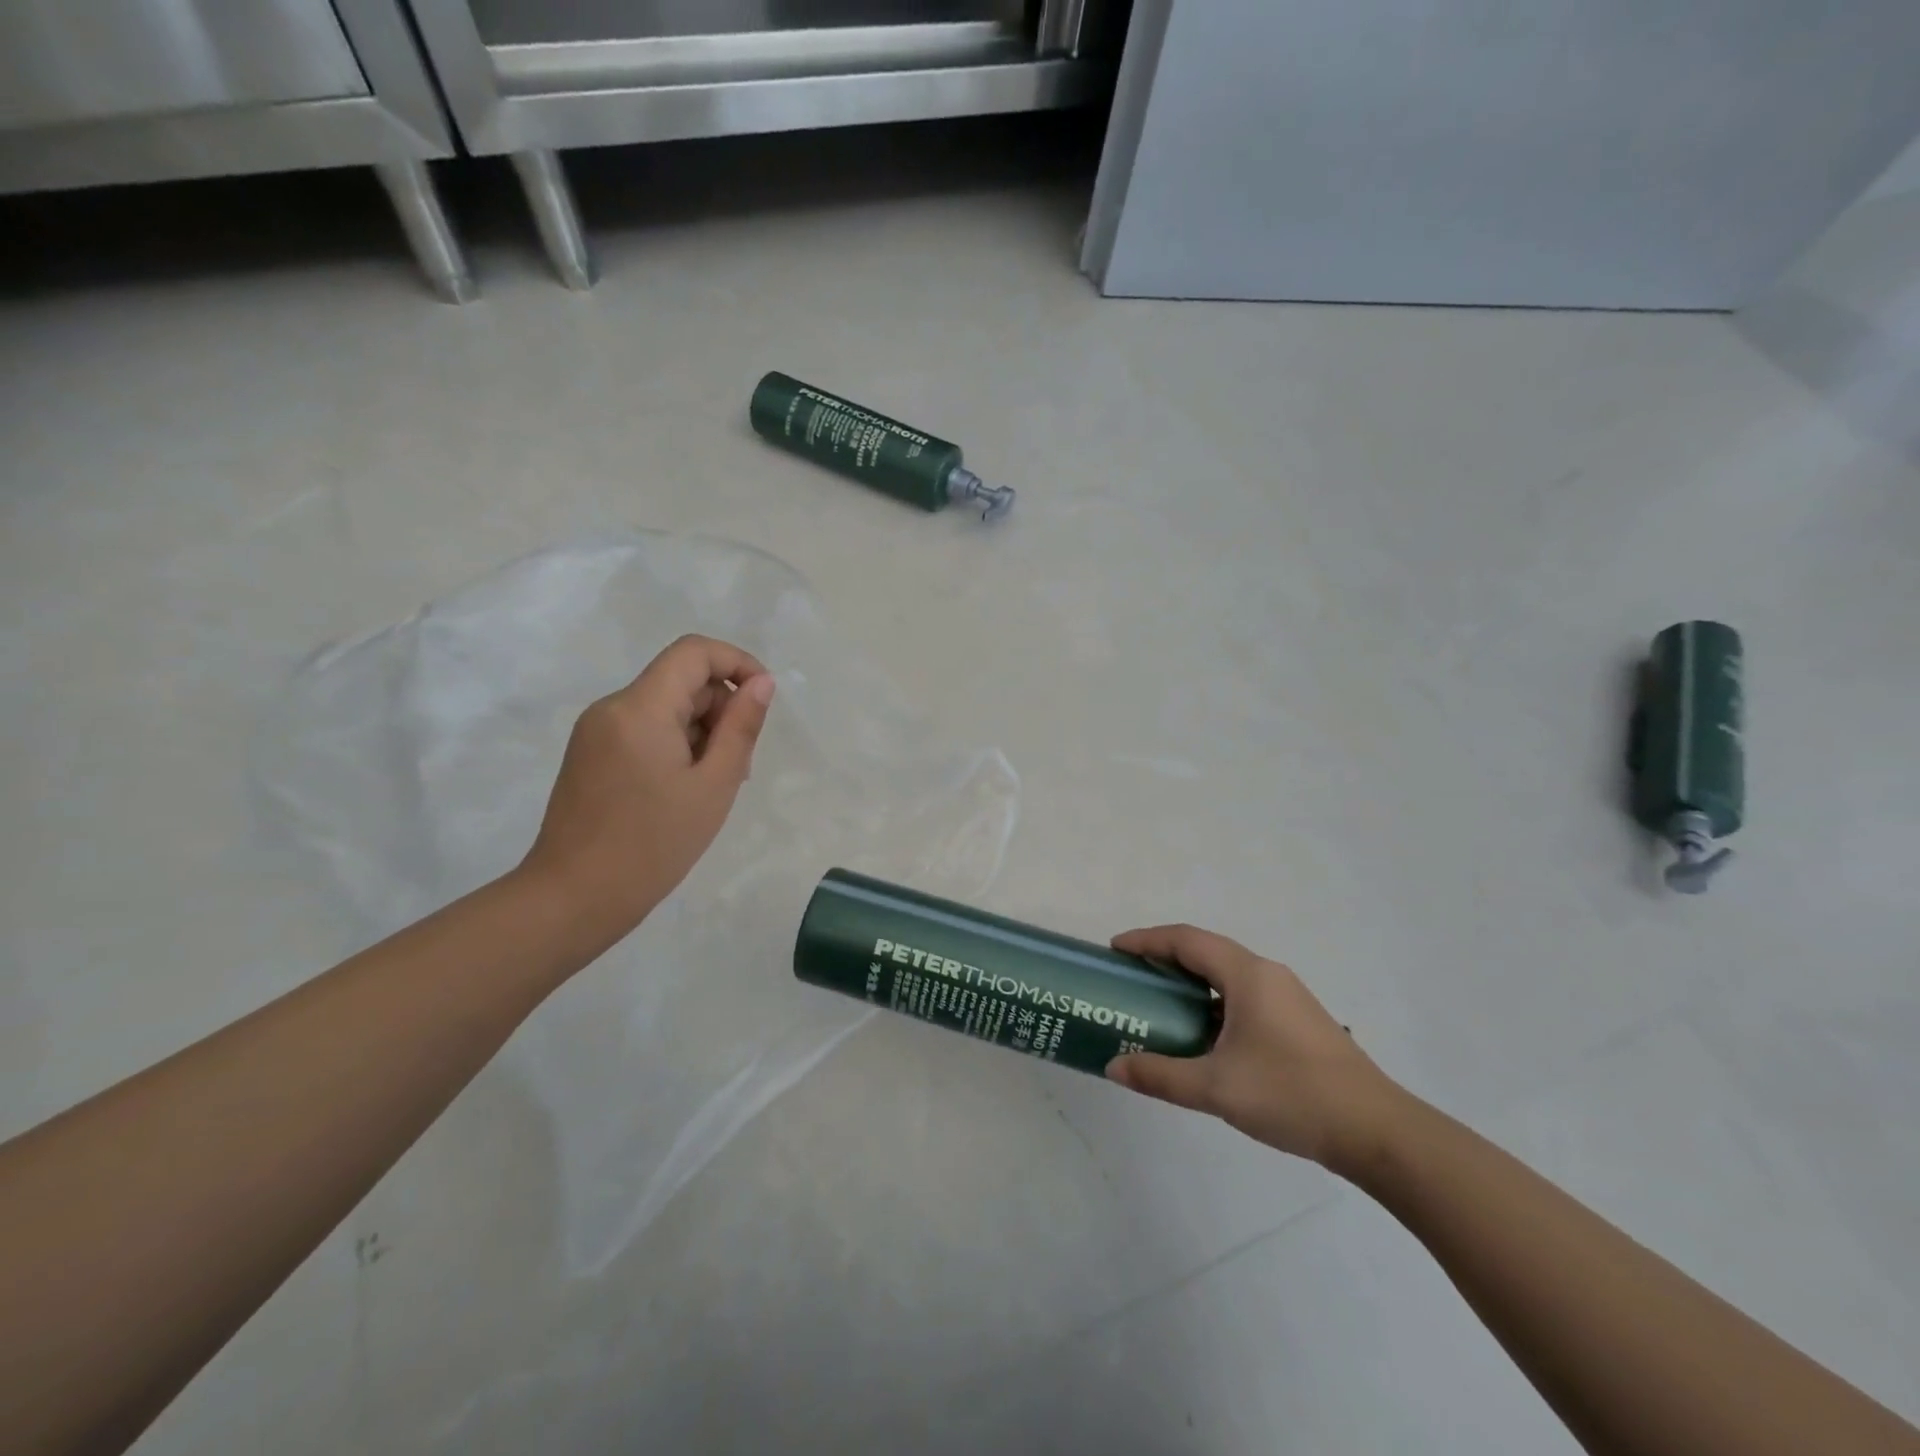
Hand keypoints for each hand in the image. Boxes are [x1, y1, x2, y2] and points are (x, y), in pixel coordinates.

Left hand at [518, 635, 775, 945]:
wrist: (574, 898)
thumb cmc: (653, 844)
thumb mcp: (714, 785)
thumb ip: (741, 727)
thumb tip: (762, 683)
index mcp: (640, 708)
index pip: (694, 652)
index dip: (737, 662)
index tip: (762, 701)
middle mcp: (612, 707)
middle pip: (681, 681)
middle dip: (721, 709)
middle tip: (740, 765)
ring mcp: (596, 731)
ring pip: (665, 707)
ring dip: (701, 731)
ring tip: (714, 786)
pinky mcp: (590, 754)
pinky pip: (644, 729)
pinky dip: (675, 745)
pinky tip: (685, 790)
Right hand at [1105, 924, 1406, 1174]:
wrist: (1378, 1132)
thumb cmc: (1292, 1095)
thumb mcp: (1216, 1087)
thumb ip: (1161, 1076)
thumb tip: (1114, 1067)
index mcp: (1247, 975)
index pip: (1186, 940)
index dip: (1147, 940)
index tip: (1115, 950)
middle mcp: (1268, 974)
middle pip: (1206, 951)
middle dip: (1165, 958)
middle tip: (1132, 977)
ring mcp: (1288, 997)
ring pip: (1227, 974)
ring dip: (1191, 981)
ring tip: (1161, 1005)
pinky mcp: (1299, 1022)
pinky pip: (1244, 995)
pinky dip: (1213, 1001)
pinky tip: (1205, 1036)